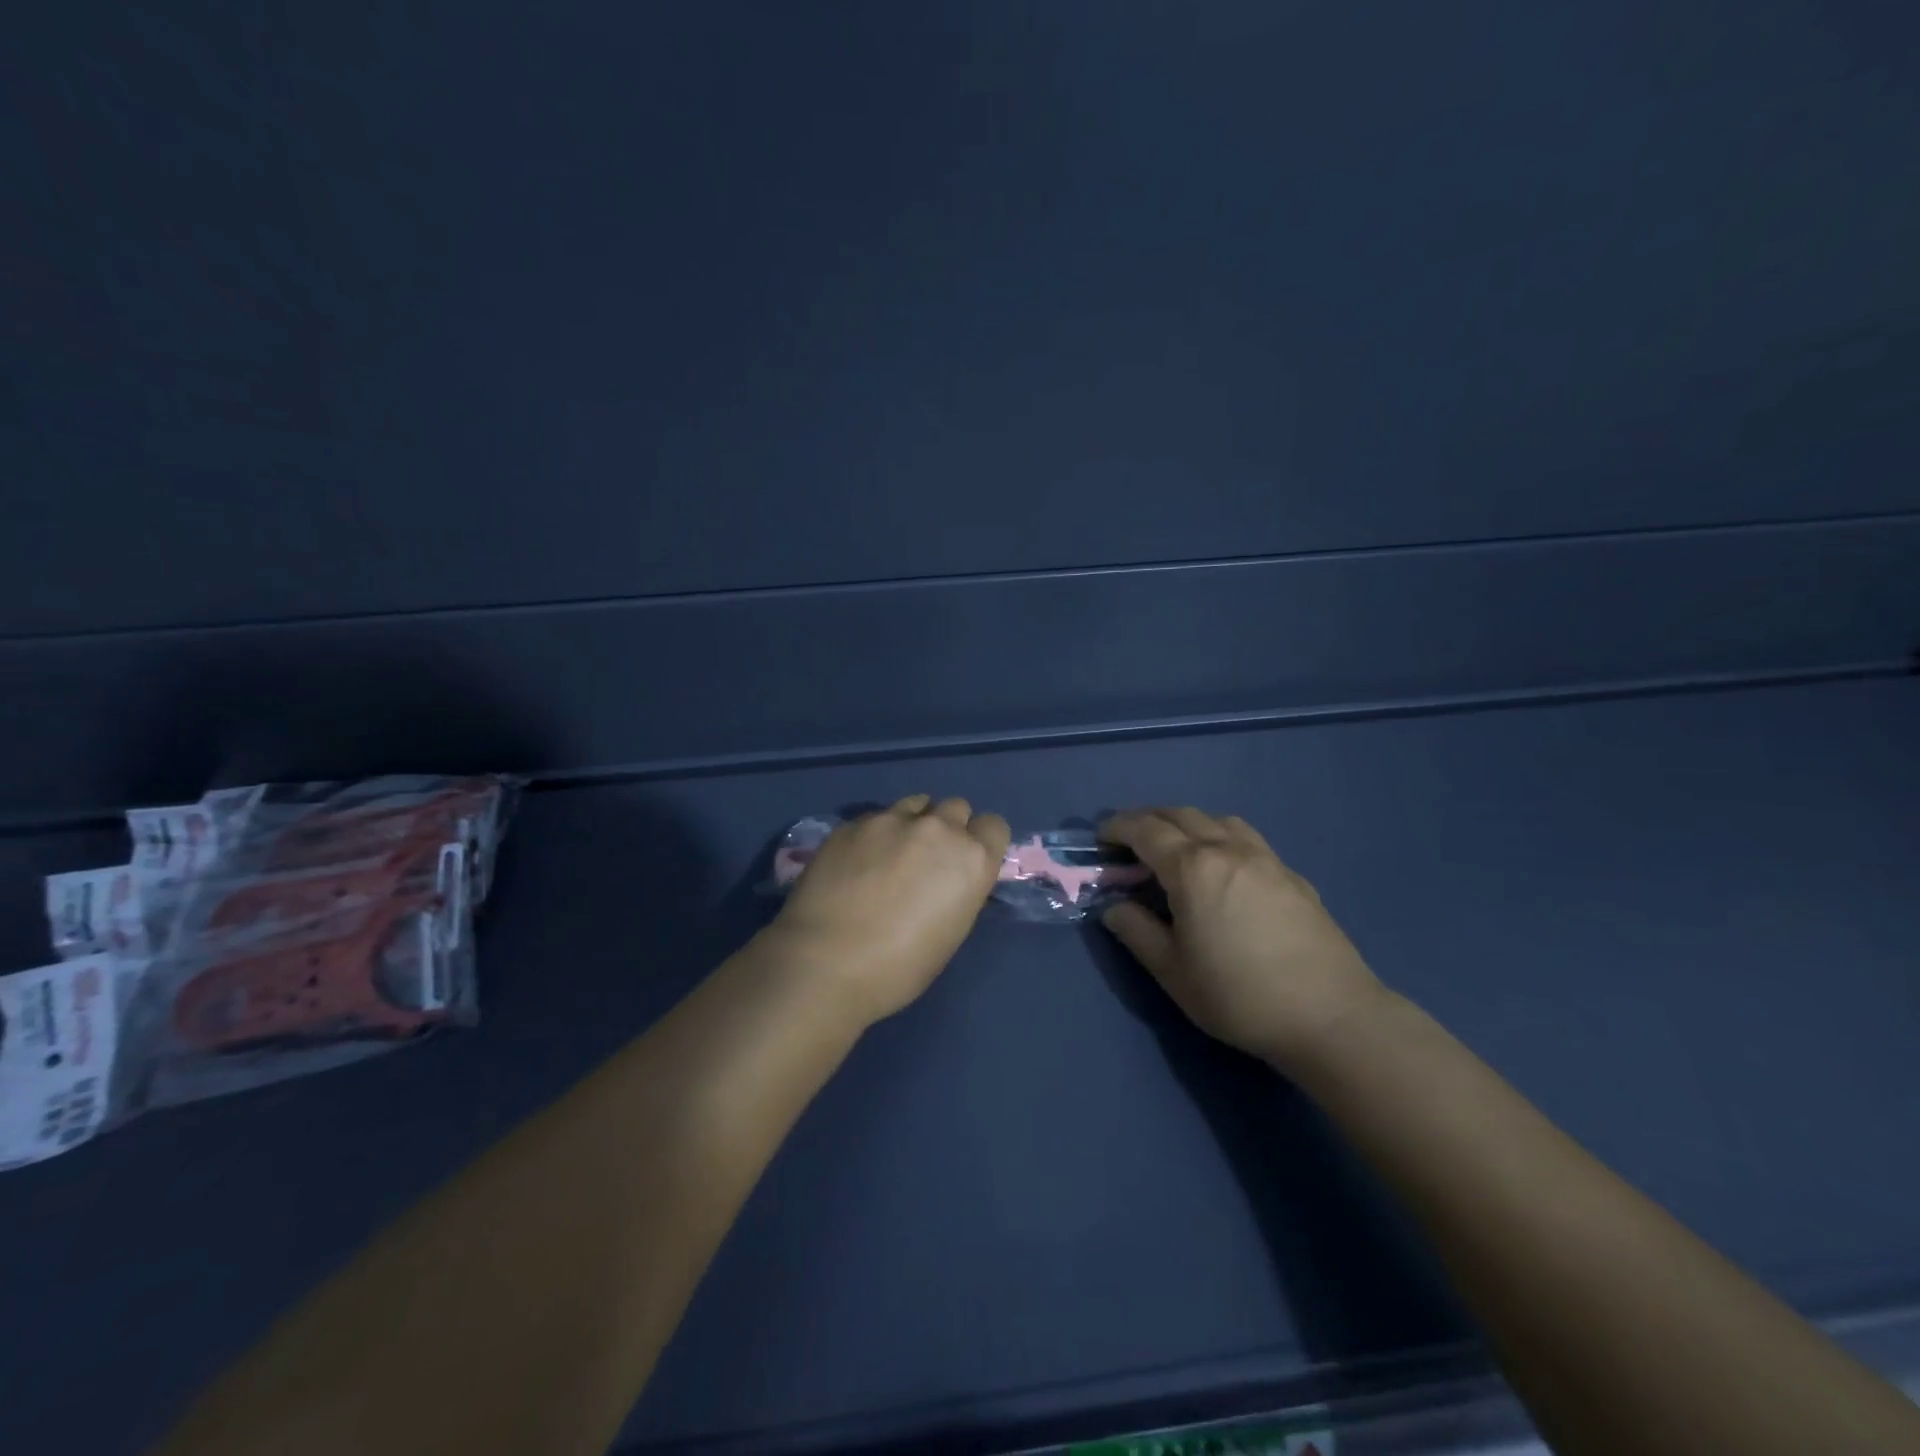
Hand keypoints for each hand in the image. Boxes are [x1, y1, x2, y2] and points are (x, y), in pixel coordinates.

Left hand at [769, 795, 1010, 1026]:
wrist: (825, 963)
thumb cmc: (899, 968)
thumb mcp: (950, 933)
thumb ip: (958, 890)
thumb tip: (947, 880)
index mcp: (971, 859)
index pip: (994, 826)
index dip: (981, 843)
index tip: (965, 864)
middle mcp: (937, 828)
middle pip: (956, 808)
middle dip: (947, 829)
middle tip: (927, 861)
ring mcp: (891, 819)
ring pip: (915, 805)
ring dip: (912, 824)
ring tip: (890, 856)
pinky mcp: (852, 822)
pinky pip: (875, 818)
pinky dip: (873, 836)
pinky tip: (854, 865)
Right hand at [1099, 808, 1384, 1068]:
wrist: (1330, 1015)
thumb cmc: (1239, 995)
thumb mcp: (1172, 971)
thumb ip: (1136, 931)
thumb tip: (1113, 907)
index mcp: (1193, 868)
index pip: (1145, 831)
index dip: (1118, 828)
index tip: (1101, 837)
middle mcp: (1228, 849)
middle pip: (1180, 815)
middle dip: (1149, 820)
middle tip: (1130, 840)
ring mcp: (1266, 858)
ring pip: (1218, 820)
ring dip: (1187, 823)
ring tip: (1176, 847)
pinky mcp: (1292, 875)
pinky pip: (1246, 838)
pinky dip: (1220, 837)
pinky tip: (1223, 869)